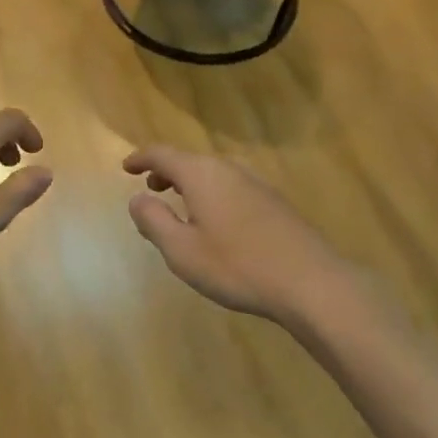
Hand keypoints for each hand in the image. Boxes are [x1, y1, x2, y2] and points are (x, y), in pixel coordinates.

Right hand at [123, 146, 345, 326]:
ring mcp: (256, 184)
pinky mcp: (274, 203)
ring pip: (213, 174)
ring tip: (180, 204)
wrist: (311, 282)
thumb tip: (137, 199)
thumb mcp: (182, 250)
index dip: (141, 158)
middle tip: (150, 188)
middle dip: (166, 172)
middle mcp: (229, 170)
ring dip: (190, 184)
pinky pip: (231, 187)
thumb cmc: (237, 266)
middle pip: (190, 161)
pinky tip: (215, 222)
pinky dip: (212, 194)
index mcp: (202, 175)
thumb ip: (154, 221)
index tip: (126, 167)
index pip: (163, 154)